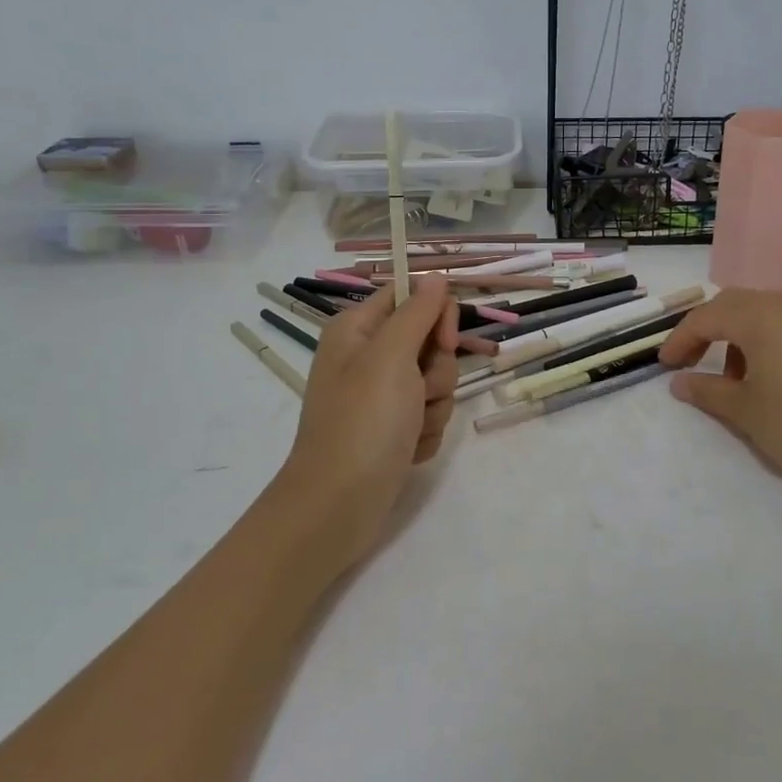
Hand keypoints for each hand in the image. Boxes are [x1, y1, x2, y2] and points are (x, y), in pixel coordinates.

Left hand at [274, 276, 457, 568]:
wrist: (338, 506)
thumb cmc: (362, 423)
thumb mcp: (391, 357)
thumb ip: (418, 312)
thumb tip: (435, 275)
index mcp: (359, 329)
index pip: (413, 296)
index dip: (437, 315)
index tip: (444, 342)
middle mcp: (369, 357)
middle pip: (432, 342)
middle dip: (438, 372)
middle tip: (418, 394)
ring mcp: (382, 395)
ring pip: (437, 382)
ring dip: (433, 407)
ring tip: (409, 430)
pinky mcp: (394, 428)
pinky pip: (430, 414)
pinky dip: (425, 432)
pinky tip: (406, 450)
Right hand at [659, 288, 781, 512]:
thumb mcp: (745, 410)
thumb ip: (707, 392)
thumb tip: (679, 383)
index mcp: (758, 315)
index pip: (705, 317)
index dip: (679, 339)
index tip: (664, 365)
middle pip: (730, 305)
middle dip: (703, 330)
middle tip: (687, 361)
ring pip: (757, 312)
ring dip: (733, 335)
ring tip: (728, 377)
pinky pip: (780, 323)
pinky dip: (760, 339)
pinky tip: (763, 375)